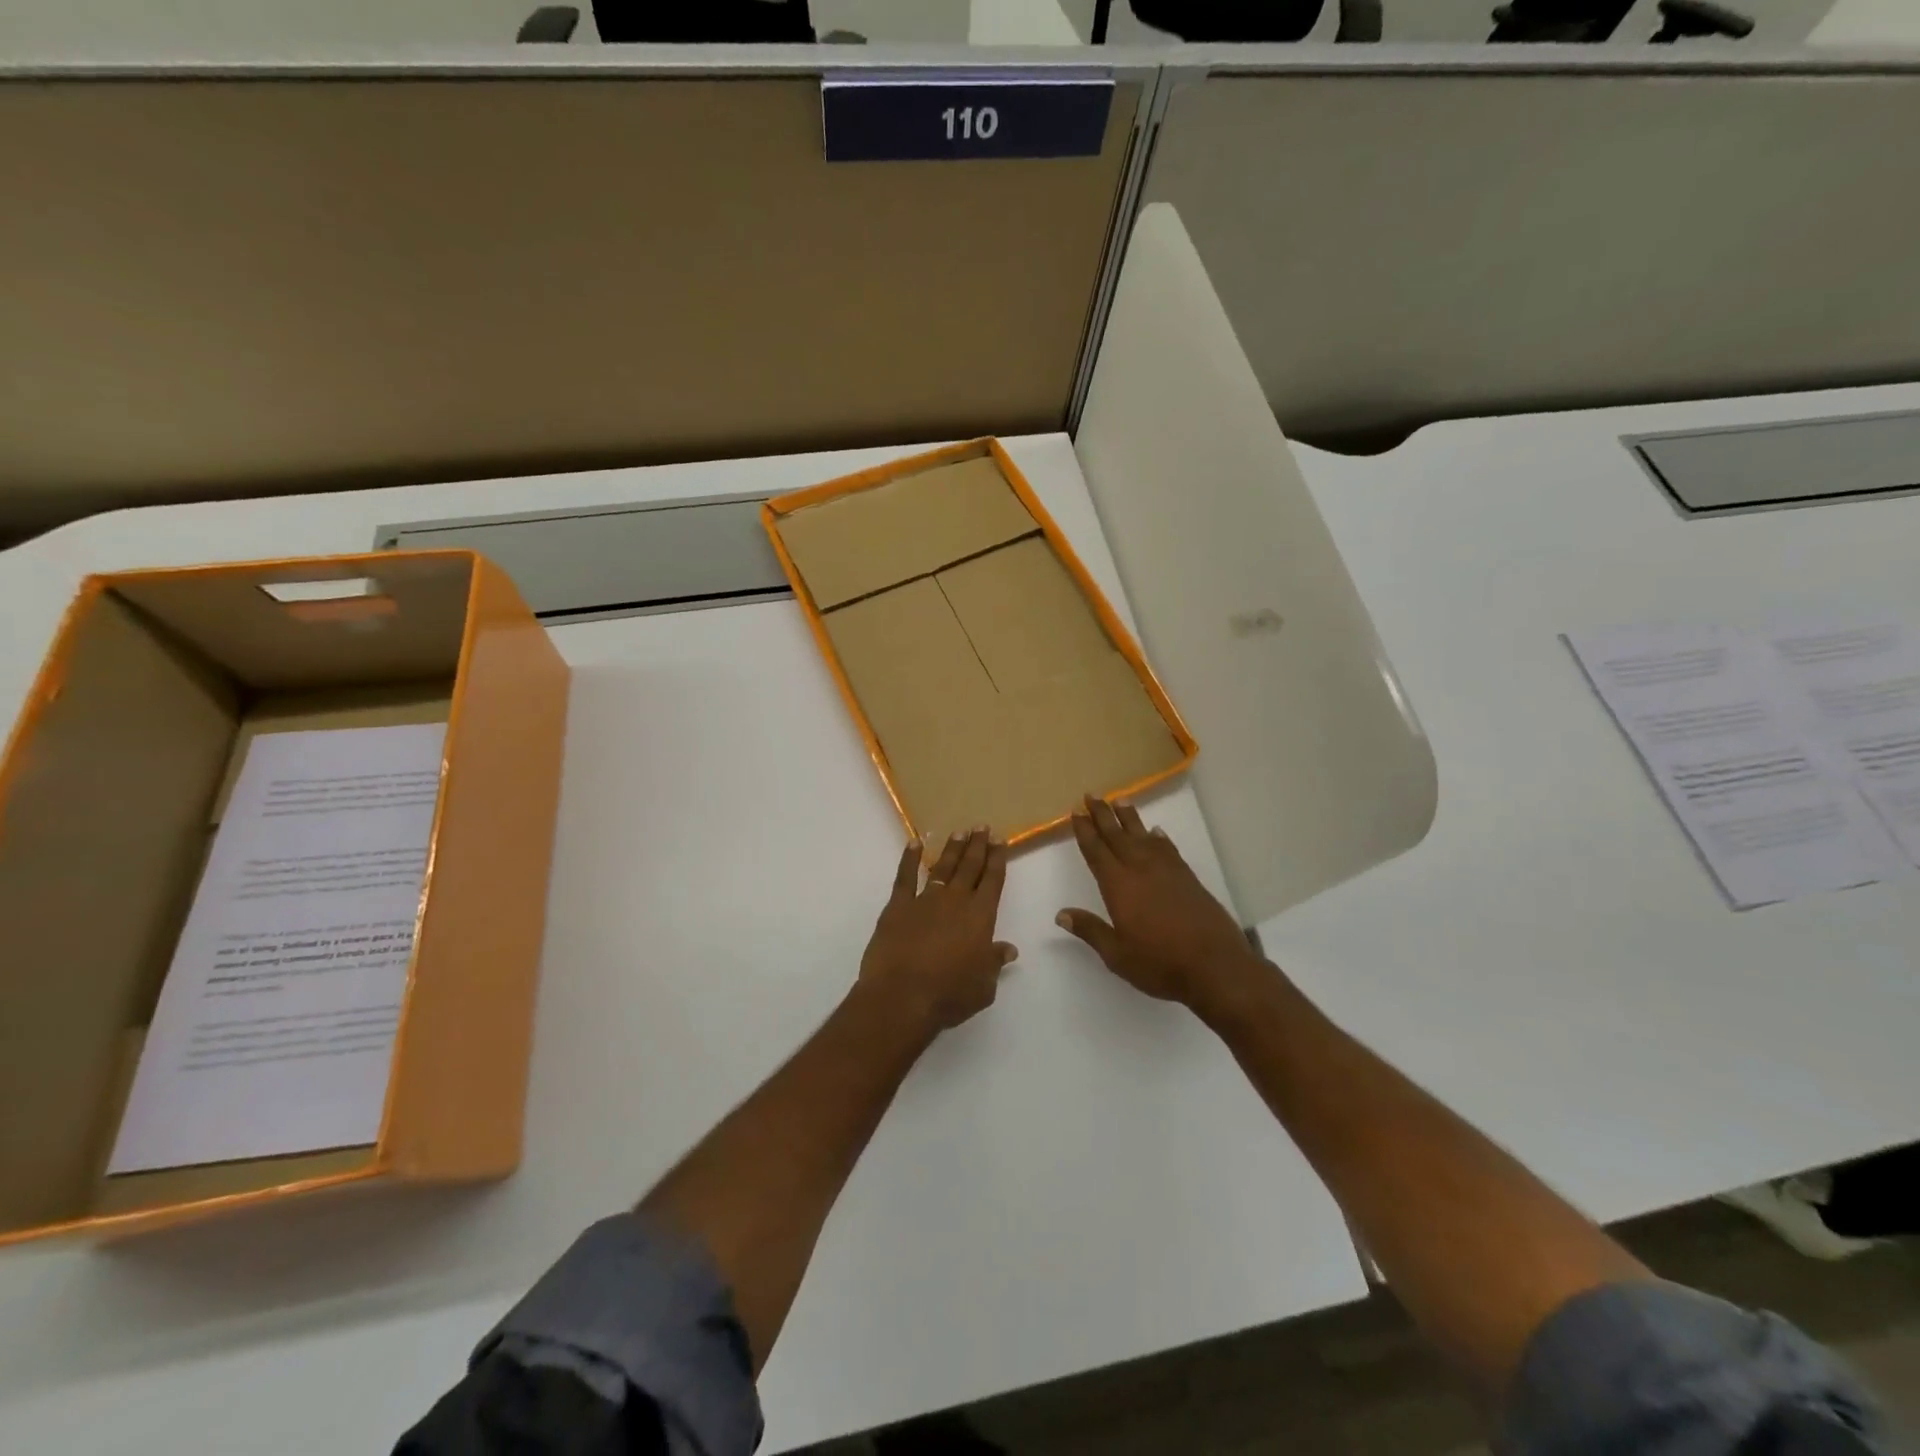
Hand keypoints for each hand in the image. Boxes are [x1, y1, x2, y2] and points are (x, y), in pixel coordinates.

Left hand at [859, 828, 1015, 1034]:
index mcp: (981, 916)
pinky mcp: (898, 906)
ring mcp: (925, 900)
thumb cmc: (949, 995)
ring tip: (959, 832)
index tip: (1000, 840)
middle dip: (978, 846)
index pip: (993, 880)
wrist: (902, 996)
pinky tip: (914, 844)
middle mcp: (956, 901)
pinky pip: (905, 876)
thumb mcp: (983, 986)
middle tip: (982, 826)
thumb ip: (994, 963)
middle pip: (970, 867)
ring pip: (942, 867)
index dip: (997, 859)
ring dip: (951, 849)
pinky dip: (909, 859)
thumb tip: (1008, 949)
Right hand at [1057, 797, 1267, 1017]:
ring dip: (1129, 818)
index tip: (1075, 811)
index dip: (1084, 830)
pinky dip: (1159, 837)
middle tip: (1091, 794)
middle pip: (1117, 835)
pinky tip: (1156, 832)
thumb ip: (1090, 930)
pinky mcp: (1188, 877)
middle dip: (1102, 814)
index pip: (1096, 851)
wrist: (1215, 966)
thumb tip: (1061, 914)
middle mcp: (1140, 870)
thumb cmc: (1160, 964)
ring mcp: (1167, 871)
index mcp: (1118, 886)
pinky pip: (1168, 848)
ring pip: (1143, 836)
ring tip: (1120, 800)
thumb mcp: (1117, 955)